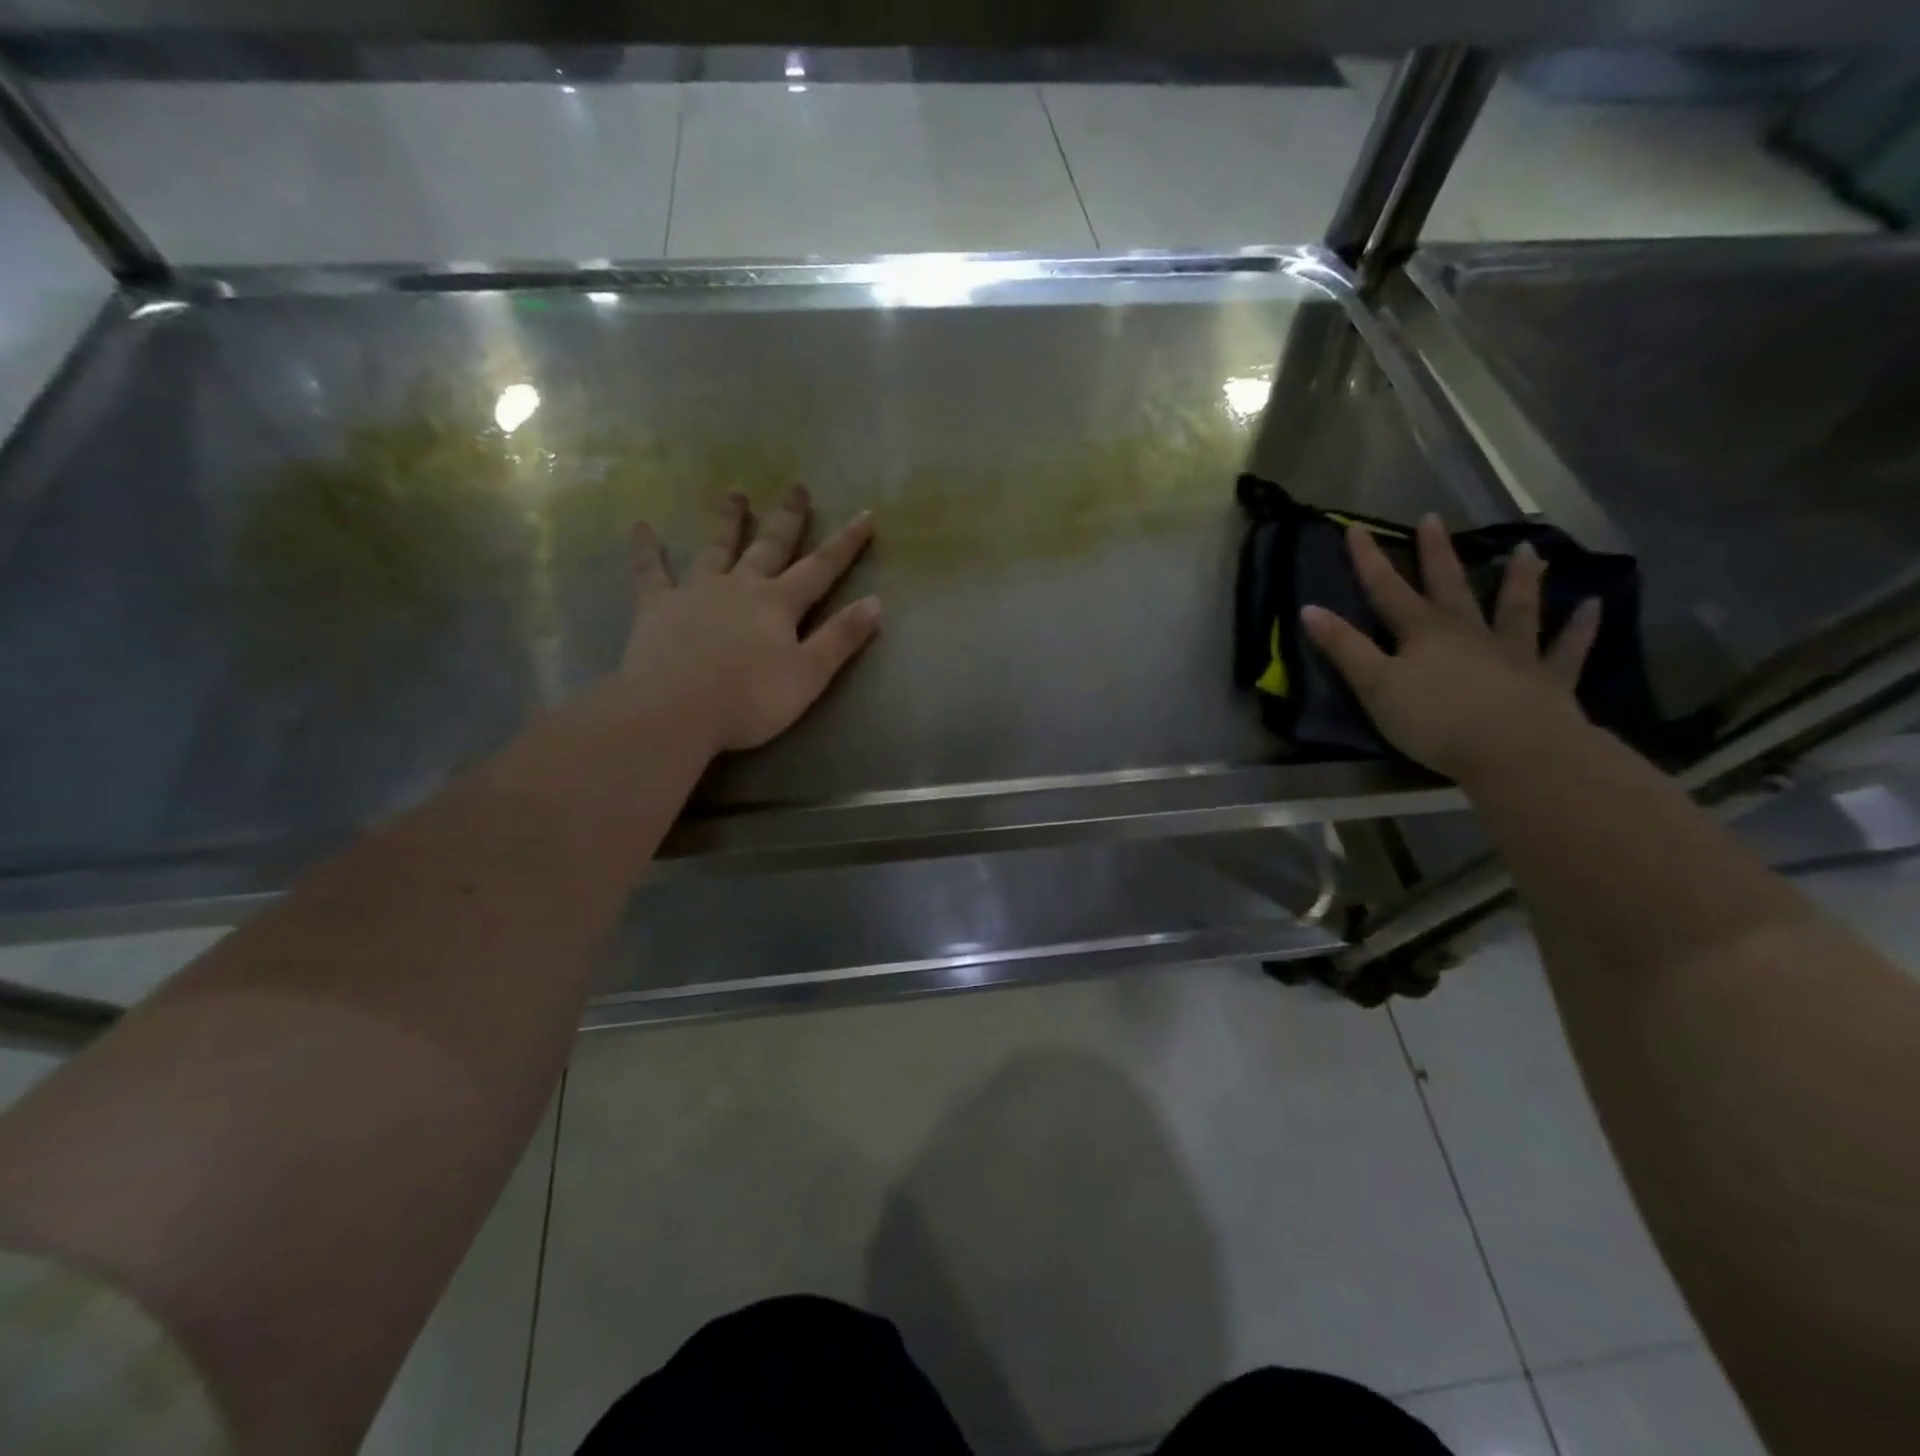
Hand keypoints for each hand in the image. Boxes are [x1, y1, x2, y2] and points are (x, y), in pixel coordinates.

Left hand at [618, 485, 879, 754]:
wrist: (674, 710)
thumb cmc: (749, 699)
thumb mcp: (809, 675)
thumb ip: (841, 638)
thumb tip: (876, 602)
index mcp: (779, 604)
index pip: (820, 568)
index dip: (845, 543)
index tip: (864, 514)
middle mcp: (740, 586)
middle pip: (769, 545)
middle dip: (787, 518)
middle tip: (796, 486)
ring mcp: (696, 592)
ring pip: (716, 547)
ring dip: (727, 519)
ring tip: (734, 491)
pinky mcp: (657, 607)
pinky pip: (650, 571)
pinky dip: (646, 549)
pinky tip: (641, 526)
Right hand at [1301, 516, 1601, 781]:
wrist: (1511, 750)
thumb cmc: (1433, 719)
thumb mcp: (1375, 685)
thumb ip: (1344, 648)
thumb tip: (1309, 609)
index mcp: (1424, 632)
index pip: (1387, 590)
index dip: (1369, 560)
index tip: (1356, 528)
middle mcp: (1468, 632)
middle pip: (1449, 586)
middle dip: (1437, 554)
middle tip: (1434, 519)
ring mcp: (1513, 652)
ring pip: (1515, 608)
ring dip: (1520, 579)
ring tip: (1529, 550)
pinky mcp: (1548, 680)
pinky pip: (1566, 649)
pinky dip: (1579, 628)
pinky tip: (1592, 606)